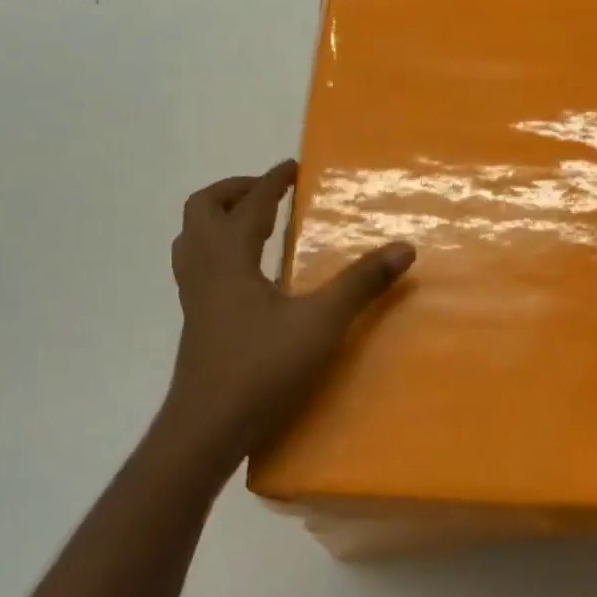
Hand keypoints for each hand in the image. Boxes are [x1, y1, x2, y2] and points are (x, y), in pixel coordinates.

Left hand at [155, 161, 415, 481]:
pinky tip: (249, 274)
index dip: (272, 181)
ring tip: (256, 223)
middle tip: (270, 193)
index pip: (250, 204)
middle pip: (202, 209)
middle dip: (235, 191)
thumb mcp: (321, 323)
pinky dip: (219, 250)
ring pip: (192, 238)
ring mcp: (195, 297)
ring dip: (220, 219)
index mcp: (230, 258)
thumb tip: (404, 248)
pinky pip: (198, 266)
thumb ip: (362, 283)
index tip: (292, 167)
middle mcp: (205, 269)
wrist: (206, 430)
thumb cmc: (261, 369)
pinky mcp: (197, 322)